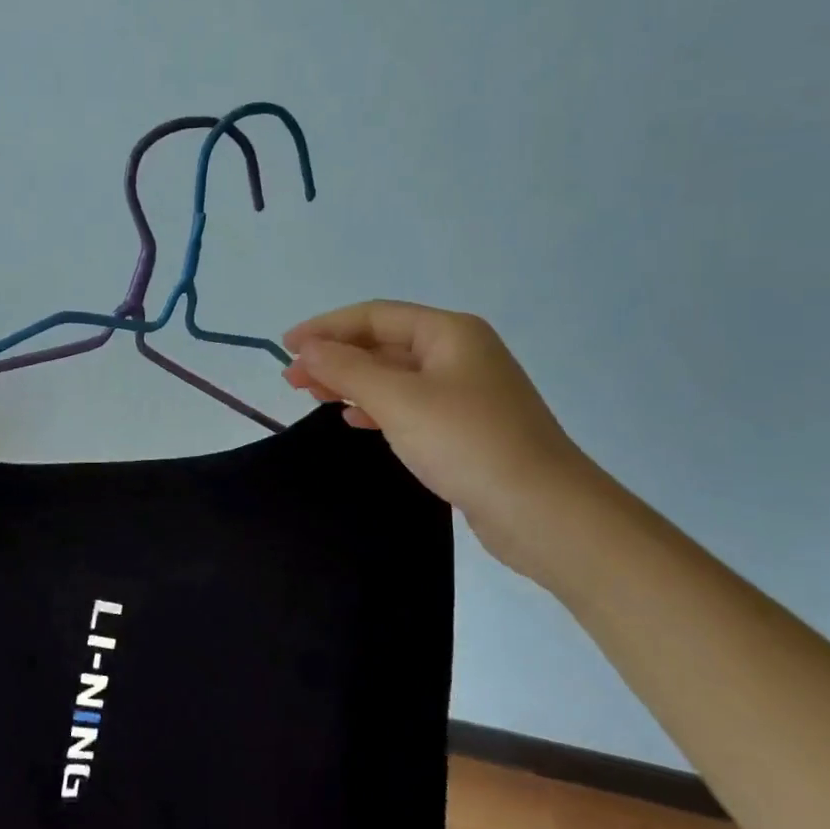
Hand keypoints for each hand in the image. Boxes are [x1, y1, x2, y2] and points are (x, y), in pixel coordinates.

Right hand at [283, 301, 598, 574]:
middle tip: (293, 379)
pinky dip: (378, 407)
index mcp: (450, 332)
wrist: (543, 512)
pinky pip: (410, 405)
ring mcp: (466, 392)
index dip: (326, 327)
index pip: (375, 316)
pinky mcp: (467, 429)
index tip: (286, 346)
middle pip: (385, 343)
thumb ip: (347, 370)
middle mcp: (460, 353)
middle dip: (337, 357)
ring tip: (313, 395)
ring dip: (353, 382)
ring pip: (396, 376)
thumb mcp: (399, 400)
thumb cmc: (467, 442)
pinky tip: (355, 420)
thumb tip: (308, 348)